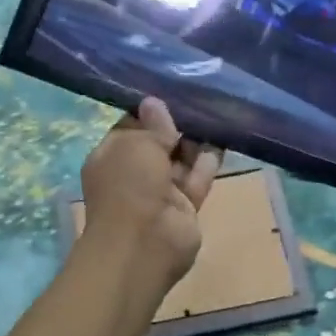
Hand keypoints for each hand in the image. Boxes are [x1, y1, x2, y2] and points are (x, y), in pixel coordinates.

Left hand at [80, 97, 223, 288]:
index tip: (171, 90)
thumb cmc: (129, 186)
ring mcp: (161, 191)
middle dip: (177, 123)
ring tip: (216, 110)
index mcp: (111, 156)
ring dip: (196, 139)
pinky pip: (198, 176)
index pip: (131, 126)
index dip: (150, 110)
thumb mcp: (136, 144)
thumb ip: (152, 125)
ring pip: (181, 159)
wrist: (144, 245)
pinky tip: (224, 135)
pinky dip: (210, 159)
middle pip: (159, 142)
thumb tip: (154, 102)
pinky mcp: (186, 205)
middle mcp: (134, 172)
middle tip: (200, 96)